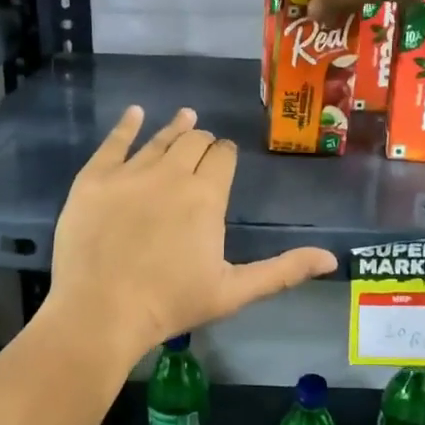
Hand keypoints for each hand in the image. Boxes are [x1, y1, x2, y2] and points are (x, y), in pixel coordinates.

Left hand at [45, 106, 337, 361]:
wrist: (100, 312)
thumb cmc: (171, 304)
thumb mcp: (234, 291)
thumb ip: (282, 271)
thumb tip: (331, 259)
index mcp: (206, 196)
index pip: (223, 157)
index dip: (226, 154)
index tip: (225, 157)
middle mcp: (171, 174)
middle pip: (193, 142)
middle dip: (202, 142)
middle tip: (203, 148)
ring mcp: (129, 173)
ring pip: (158, 139)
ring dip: (175, 127)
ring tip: (185, 117)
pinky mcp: (93, 179)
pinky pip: (113, 142)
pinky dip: (126, 125)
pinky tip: (135, 113)